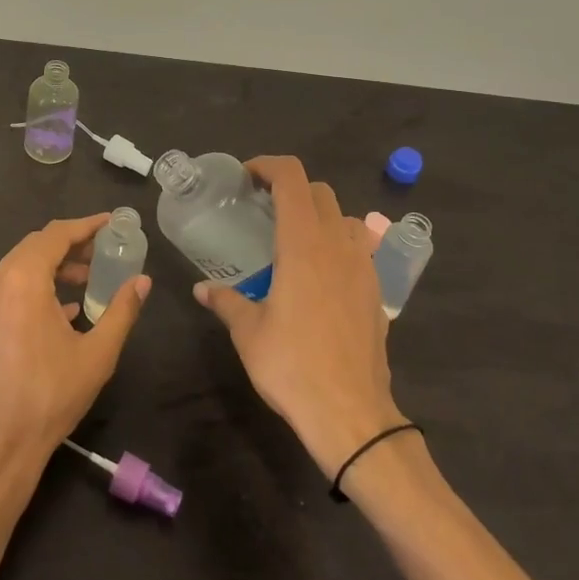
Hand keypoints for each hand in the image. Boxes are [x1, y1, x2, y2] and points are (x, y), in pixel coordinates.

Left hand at [0, 214, 151, 477]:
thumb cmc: (50, 396)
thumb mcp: (97, 353)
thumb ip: (122, 310)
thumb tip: (143, 281)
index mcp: (22, 279)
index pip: (55, 235)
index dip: (85, 226)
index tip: (110, 223)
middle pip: (33, 248)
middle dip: (68, 247)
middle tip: (100, 254)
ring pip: (15, 271)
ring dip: (49, 270)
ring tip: (82, 284)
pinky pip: (2, 295)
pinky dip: (29, 292)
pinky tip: (54, 315)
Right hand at [193, 157, 398, 476]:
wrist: (351, 414)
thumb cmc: (292, 366)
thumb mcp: (249, 333)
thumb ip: (226, 302)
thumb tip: (202, 289)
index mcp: (303, 244)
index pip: (292, 178)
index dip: (268, 165)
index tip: (246, 177)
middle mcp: (337, 245)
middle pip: (319, 191)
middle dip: (290, 188)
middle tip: (263, 207)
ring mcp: (362, 266)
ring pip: (345, 216)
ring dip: (319, 214)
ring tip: (295, 237)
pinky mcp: (376, 290)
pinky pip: (359, 247)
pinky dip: (338, 242)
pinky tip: (320, 273)